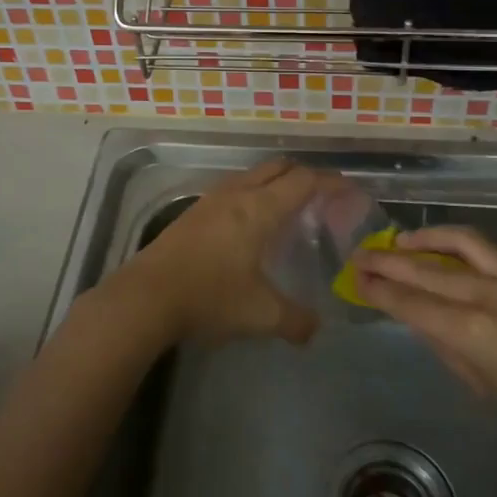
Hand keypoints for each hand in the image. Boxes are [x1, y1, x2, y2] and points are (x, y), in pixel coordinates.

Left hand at [112, 159, 322, 345]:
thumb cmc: (210, 297)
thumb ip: (296, 321)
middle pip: (278, 168)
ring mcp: (211, 199)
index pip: (304, 181)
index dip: (330, 182)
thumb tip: (315, 328)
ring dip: (275, 182)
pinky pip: (234, 189)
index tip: (349, 190)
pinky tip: (250, 224)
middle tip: (323, 197)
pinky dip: (253, 194)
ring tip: (289, 208)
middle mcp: (237, 193)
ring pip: (252, 175)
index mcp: (260, 208)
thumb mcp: (261, 314)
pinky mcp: (193, 212)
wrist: (147, 296)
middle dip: (304, 175)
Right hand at [353, 225, 496, 470]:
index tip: (356, 279)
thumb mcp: (490, 392)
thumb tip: (428, 324)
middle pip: (425, 268)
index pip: (410, 302)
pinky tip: (448, 250)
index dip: (379, 290)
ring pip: (459, 242)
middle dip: (388, 261)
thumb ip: (452, 351)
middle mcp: (488, 294)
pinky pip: (488, 250)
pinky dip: (459, 245)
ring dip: (424, 239)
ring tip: (400, 241)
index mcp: (472, 331)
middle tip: (362, 255)